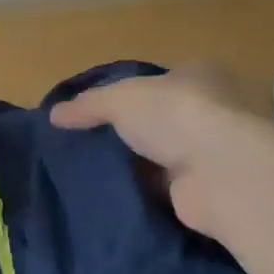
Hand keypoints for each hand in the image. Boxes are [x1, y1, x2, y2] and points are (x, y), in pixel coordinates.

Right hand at [49, 69, 272, 237]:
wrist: (220, 172)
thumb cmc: (175, 116)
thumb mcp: (121, 99)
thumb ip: (89, 105)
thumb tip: (54, 115)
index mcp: (197, 76)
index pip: (158, 81)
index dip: (127, 94)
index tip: (94, 112)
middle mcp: (211, 111)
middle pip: (161, 120)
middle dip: (130, 133)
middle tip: (87, 145)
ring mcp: (210, 153)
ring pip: (162, 156)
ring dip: (137, 166)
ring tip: (92, 174)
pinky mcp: (205, 190)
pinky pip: (165, 189)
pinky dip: (144, 193)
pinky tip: (114, 197)